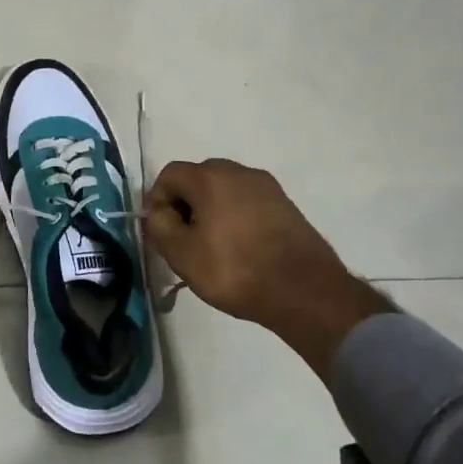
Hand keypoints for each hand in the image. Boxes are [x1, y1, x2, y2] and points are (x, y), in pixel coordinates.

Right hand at [143, 158, 390, 373]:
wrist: (305, 291)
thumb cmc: (235, 270)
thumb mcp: (182, 254)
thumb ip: (159, 226)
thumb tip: (159, 213)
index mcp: (210, 178)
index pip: (170, 174)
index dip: (157, 200)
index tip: (161, 231)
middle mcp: (239, 172)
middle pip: (198, 178)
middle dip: (184, 204)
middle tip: (183, 238)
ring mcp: (267, 187)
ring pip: (224, 190)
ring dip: (210, 210)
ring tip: (211, 246)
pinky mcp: (286, 204)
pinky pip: (247, 202)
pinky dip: (235, 217)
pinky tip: (239, 248)